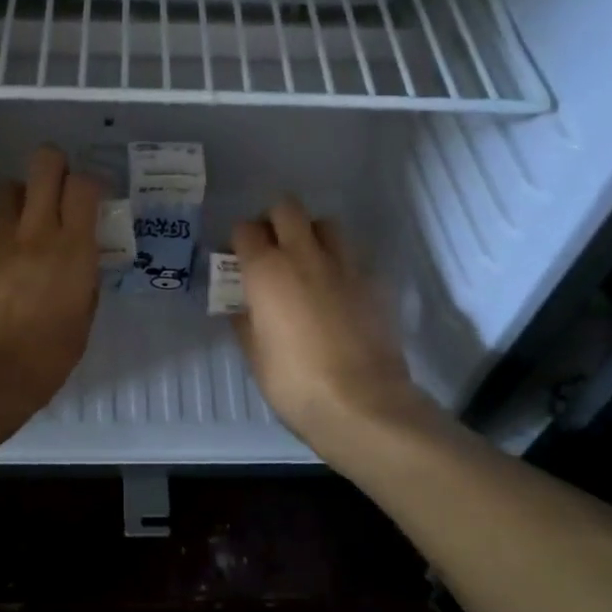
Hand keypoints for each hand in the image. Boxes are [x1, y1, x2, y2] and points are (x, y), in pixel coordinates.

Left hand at [0, 146, 101, 441]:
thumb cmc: (43, 361)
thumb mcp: (81, 323)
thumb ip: (83, 284)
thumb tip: (79, 265)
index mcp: (73, 251)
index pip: (84, 185)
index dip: (88, 183)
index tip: (88, 198)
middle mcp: (35, 232)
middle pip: (44, 165)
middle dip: (52, 166)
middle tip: (54, 187)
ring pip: (7, 189)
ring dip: (18, 202)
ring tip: (18, 229)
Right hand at [231, 198, 432, 455]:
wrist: (363, 403)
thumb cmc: (295, 383)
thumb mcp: (255, 356)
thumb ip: (245, 321)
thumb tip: (244, 306)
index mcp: (266, 271)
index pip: (246, 229)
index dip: (239, 240)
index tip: (238, 259)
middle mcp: (304, 255)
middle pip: (287, 208)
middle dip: (274, 221)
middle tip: (272, 249)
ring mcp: (344, 265)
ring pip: (326, 223)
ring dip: (311, 234)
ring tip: (307, 262)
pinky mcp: (373, 281)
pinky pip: (352, 255)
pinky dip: (340, 262)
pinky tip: (337, 290)